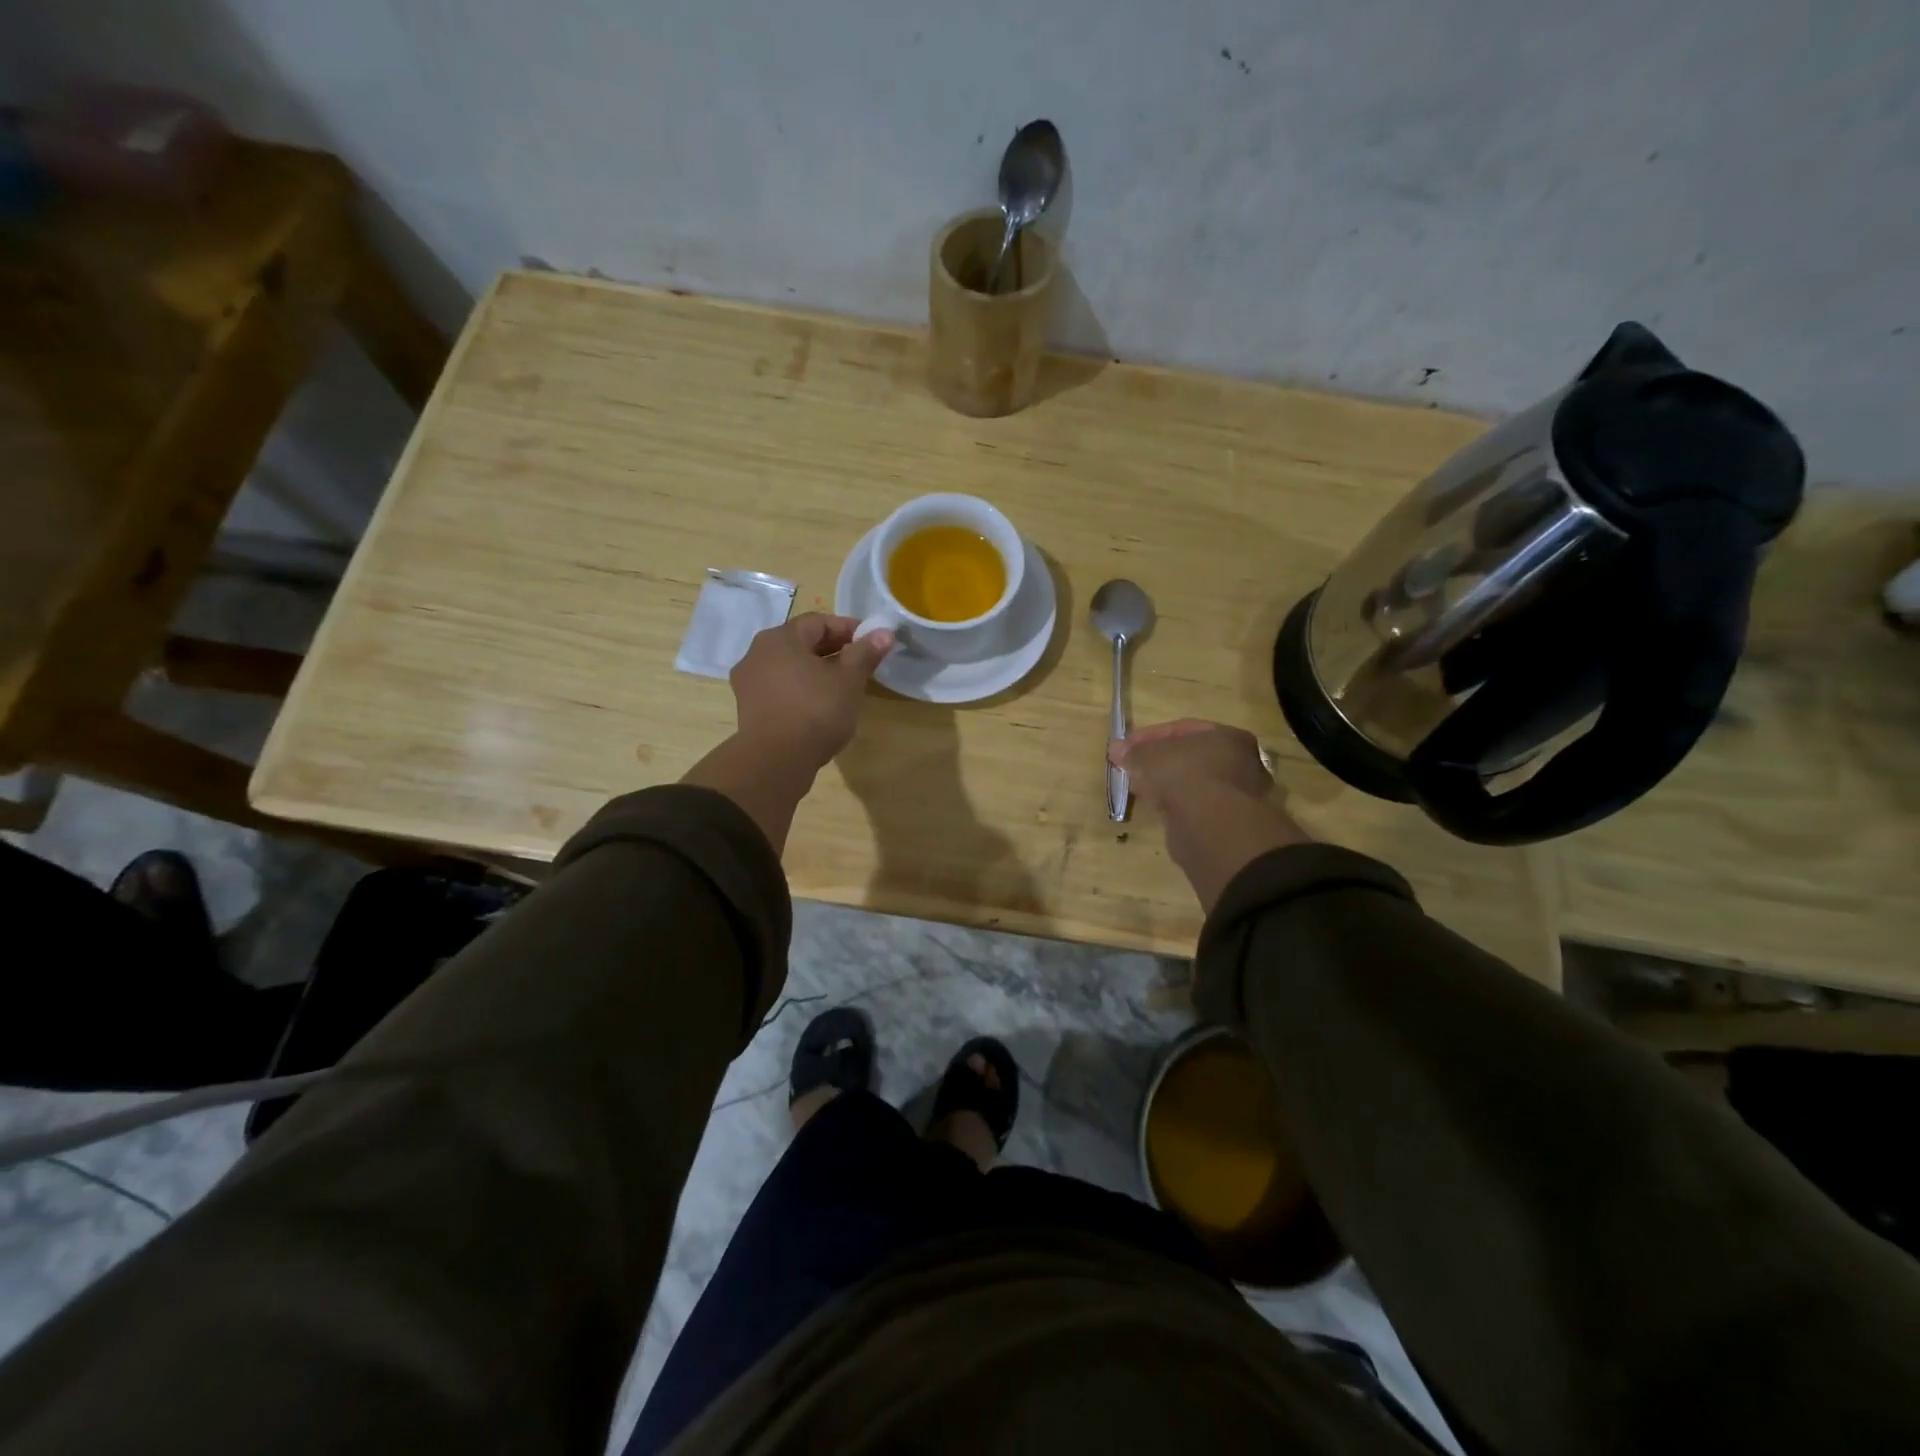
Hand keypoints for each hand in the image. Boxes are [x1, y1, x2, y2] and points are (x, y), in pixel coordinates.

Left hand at [730, 613, 892, 772]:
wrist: (776, 761)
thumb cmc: (816, 711)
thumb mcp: (849, 680)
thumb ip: (865, 653)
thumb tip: (884, 633)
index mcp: (780, 638)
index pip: (819, 622)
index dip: (849, 628)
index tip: (872, 642)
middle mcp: (757, 653)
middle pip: (801, 643)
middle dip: (833, 651)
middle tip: (861, 665)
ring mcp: (749, 682)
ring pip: (790, 667)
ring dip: (817, 672)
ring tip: (843, 688)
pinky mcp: (749, 709)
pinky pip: (780, 689)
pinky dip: (801, 690)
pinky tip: (820, 707)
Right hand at [1112, 720, 1309, 913]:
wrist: (1209, 825)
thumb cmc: (1184, 775)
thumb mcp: (1149, 756)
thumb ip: (1133, 751)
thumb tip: (1116, 749)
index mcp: (1229, 737)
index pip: (1184, 729)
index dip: (1150, 736)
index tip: (1126, 746)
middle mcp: (1241, 763)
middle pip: (1191, 757)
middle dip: (1159, 761)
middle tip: (1133, 766)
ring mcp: (1237, 795)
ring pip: (1192, 783)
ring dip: (1167, 784)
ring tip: (1140, 788)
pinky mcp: (1225, 822)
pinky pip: (1194, 805)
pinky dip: (1175, 804)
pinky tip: (1156, 808)